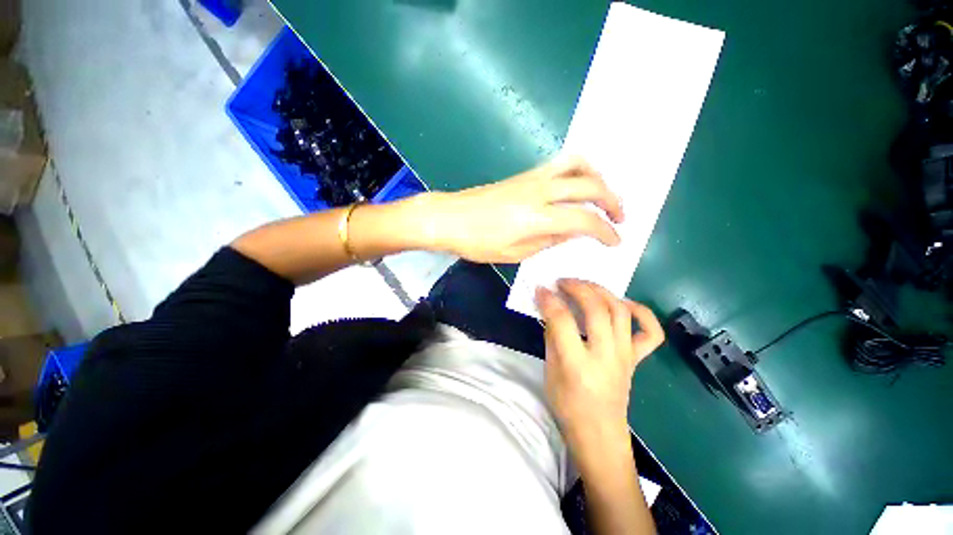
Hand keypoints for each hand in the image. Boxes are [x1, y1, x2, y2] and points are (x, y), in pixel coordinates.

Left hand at [421, 156, 623, 262]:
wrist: (449, 218)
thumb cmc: (477, 242)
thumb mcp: (514, 253)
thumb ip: (548, 240)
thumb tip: (574, 232)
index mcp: (536, 216)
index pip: (584, 219)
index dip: (606, 231)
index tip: (615, 241)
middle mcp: (539, 190)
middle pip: (589, 184)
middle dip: (612, 200)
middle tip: (619, 218)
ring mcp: (532, 178)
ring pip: (576, 163)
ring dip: (597, 178)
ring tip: (603, 196)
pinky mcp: (524, 174)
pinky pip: (560, 165)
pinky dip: (578, 172)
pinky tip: (577, 188)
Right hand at [535, 279, 663, 447]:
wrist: (599, 434)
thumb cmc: (567, 405)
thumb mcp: (550, 370)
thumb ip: (552, 336)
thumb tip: (550, 308)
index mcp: (577, 364)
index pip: (562, 321)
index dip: (549, 300)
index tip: (540, 289)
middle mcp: (605, 356)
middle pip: (596, 309)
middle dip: (577, 287)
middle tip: (562, 282)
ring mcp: (625, 356)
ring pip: (620, 311)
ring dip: (601, 291)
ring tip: (584, 285)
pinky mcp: (636, 358)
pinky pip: (650, 332)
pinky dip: (640, 311)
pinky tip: (622, 304)